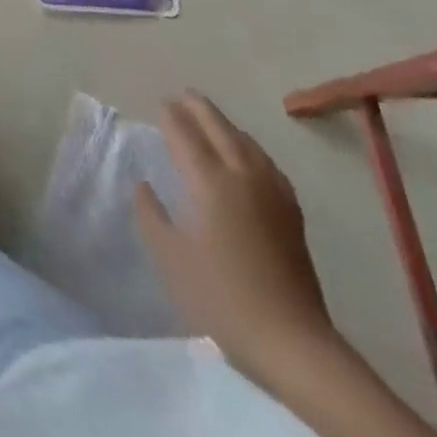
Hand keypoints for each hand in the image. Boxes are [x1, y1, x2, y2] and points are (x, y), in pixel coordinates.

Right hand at [137, 91, 340, 388]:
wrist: (292, 342)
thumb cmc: (222, 297)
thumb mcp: (171, 257)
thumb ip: (152, 215)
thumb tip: (144, 185)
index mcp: (210, 182)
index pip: (186, 136)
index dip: (172, 116)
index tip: (160, 102)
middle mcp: (243, 177)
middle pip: (221, 129)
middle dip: (200, 109)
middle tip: (182, 95)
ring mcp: (272, 194)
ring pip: (247, 143)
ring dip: (226, 125)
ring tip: (211, 119)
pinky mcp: (291, 213)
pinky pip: (266, 163)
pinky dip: (250, 147)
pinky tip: (248, 156)